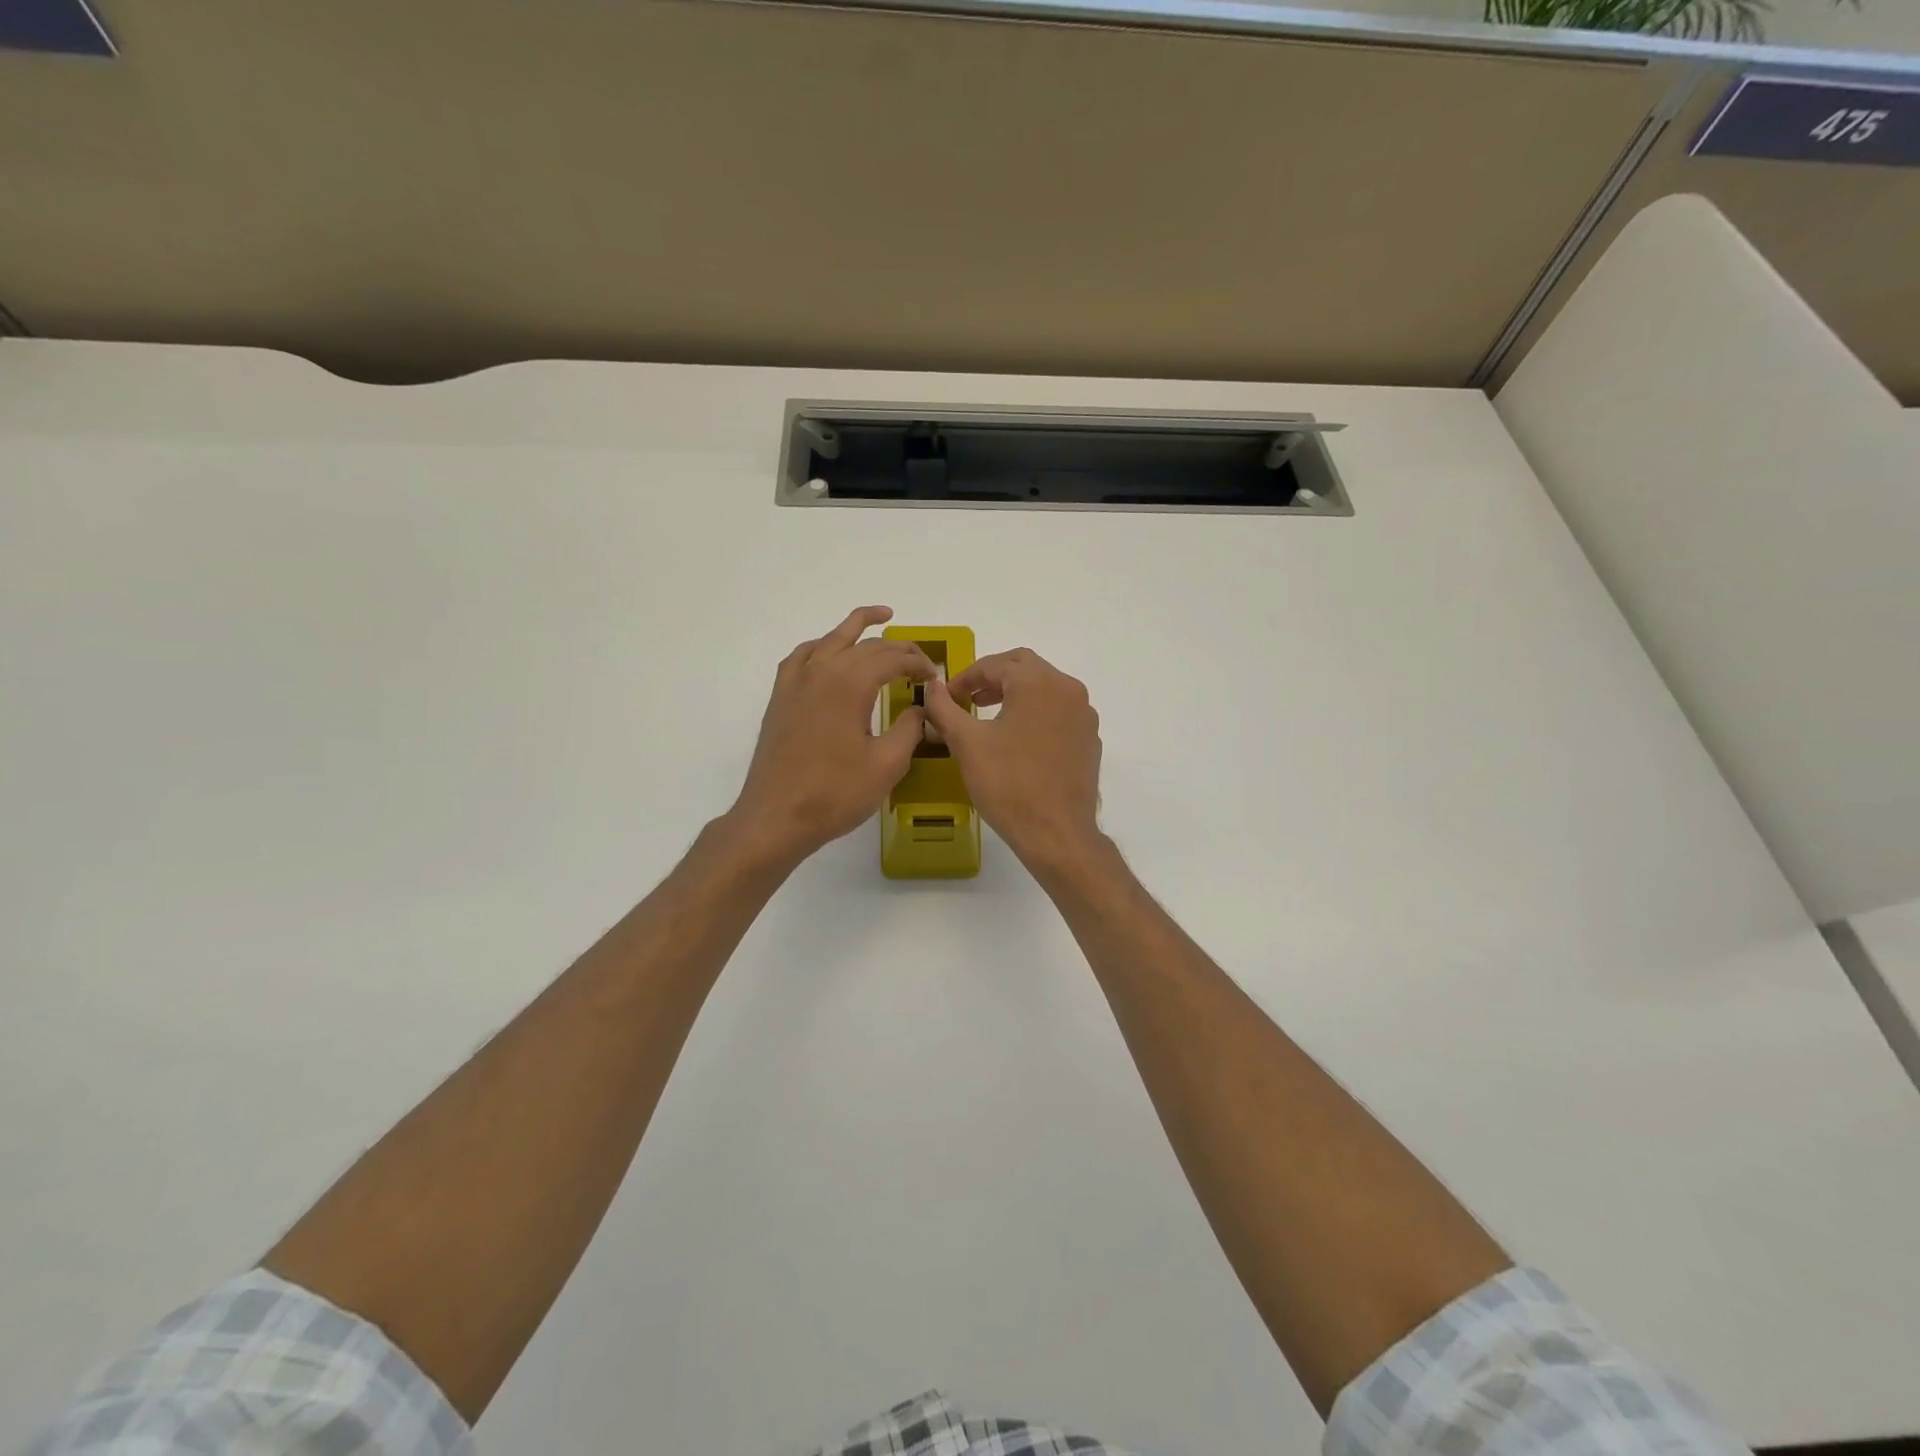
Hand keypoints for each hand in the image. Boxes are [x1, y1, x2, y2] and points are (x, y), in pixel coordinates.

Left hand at [729, 607, 935, 866]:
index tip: (935, 677)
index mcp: (849, 684)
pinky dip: (822, 646)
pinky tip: (829, 653)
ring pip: (830, 640)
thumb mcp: (887, 764)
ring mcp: (795, 682)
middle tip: (920, 661)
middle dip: (897, 648)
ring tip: (880, 618)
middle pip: (865, 645)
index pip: (891, 658)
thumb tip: (921, 708)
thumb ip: (910, 729)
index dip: (917, 663)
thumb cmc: (835, 793)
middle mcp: (820, 672)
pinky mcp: (780, 698)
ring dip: (858, 627)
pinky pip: (802, 656)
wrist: (776, 817)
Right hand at [921, 648, 1102, 872]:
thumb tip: (931, 687)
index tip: (946, 697)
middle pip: (1025, 667)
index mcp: (1038, 683)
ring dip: (1015, 693)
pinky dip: (1036, 713)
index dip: (965, 678)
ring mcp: (1084, 715)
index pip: (995, 664)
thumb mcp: (967, 744)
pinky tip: (1019, 739)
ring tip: (988, 714)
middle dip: (992, 677)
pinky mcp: (1089, 739)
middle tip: (967, 698)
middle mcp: (1067, 689)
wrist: (1057, 833)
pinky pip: (1059, 712)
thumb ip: (945, 709)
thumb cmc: (1008, 784)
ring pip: (1045, 688)